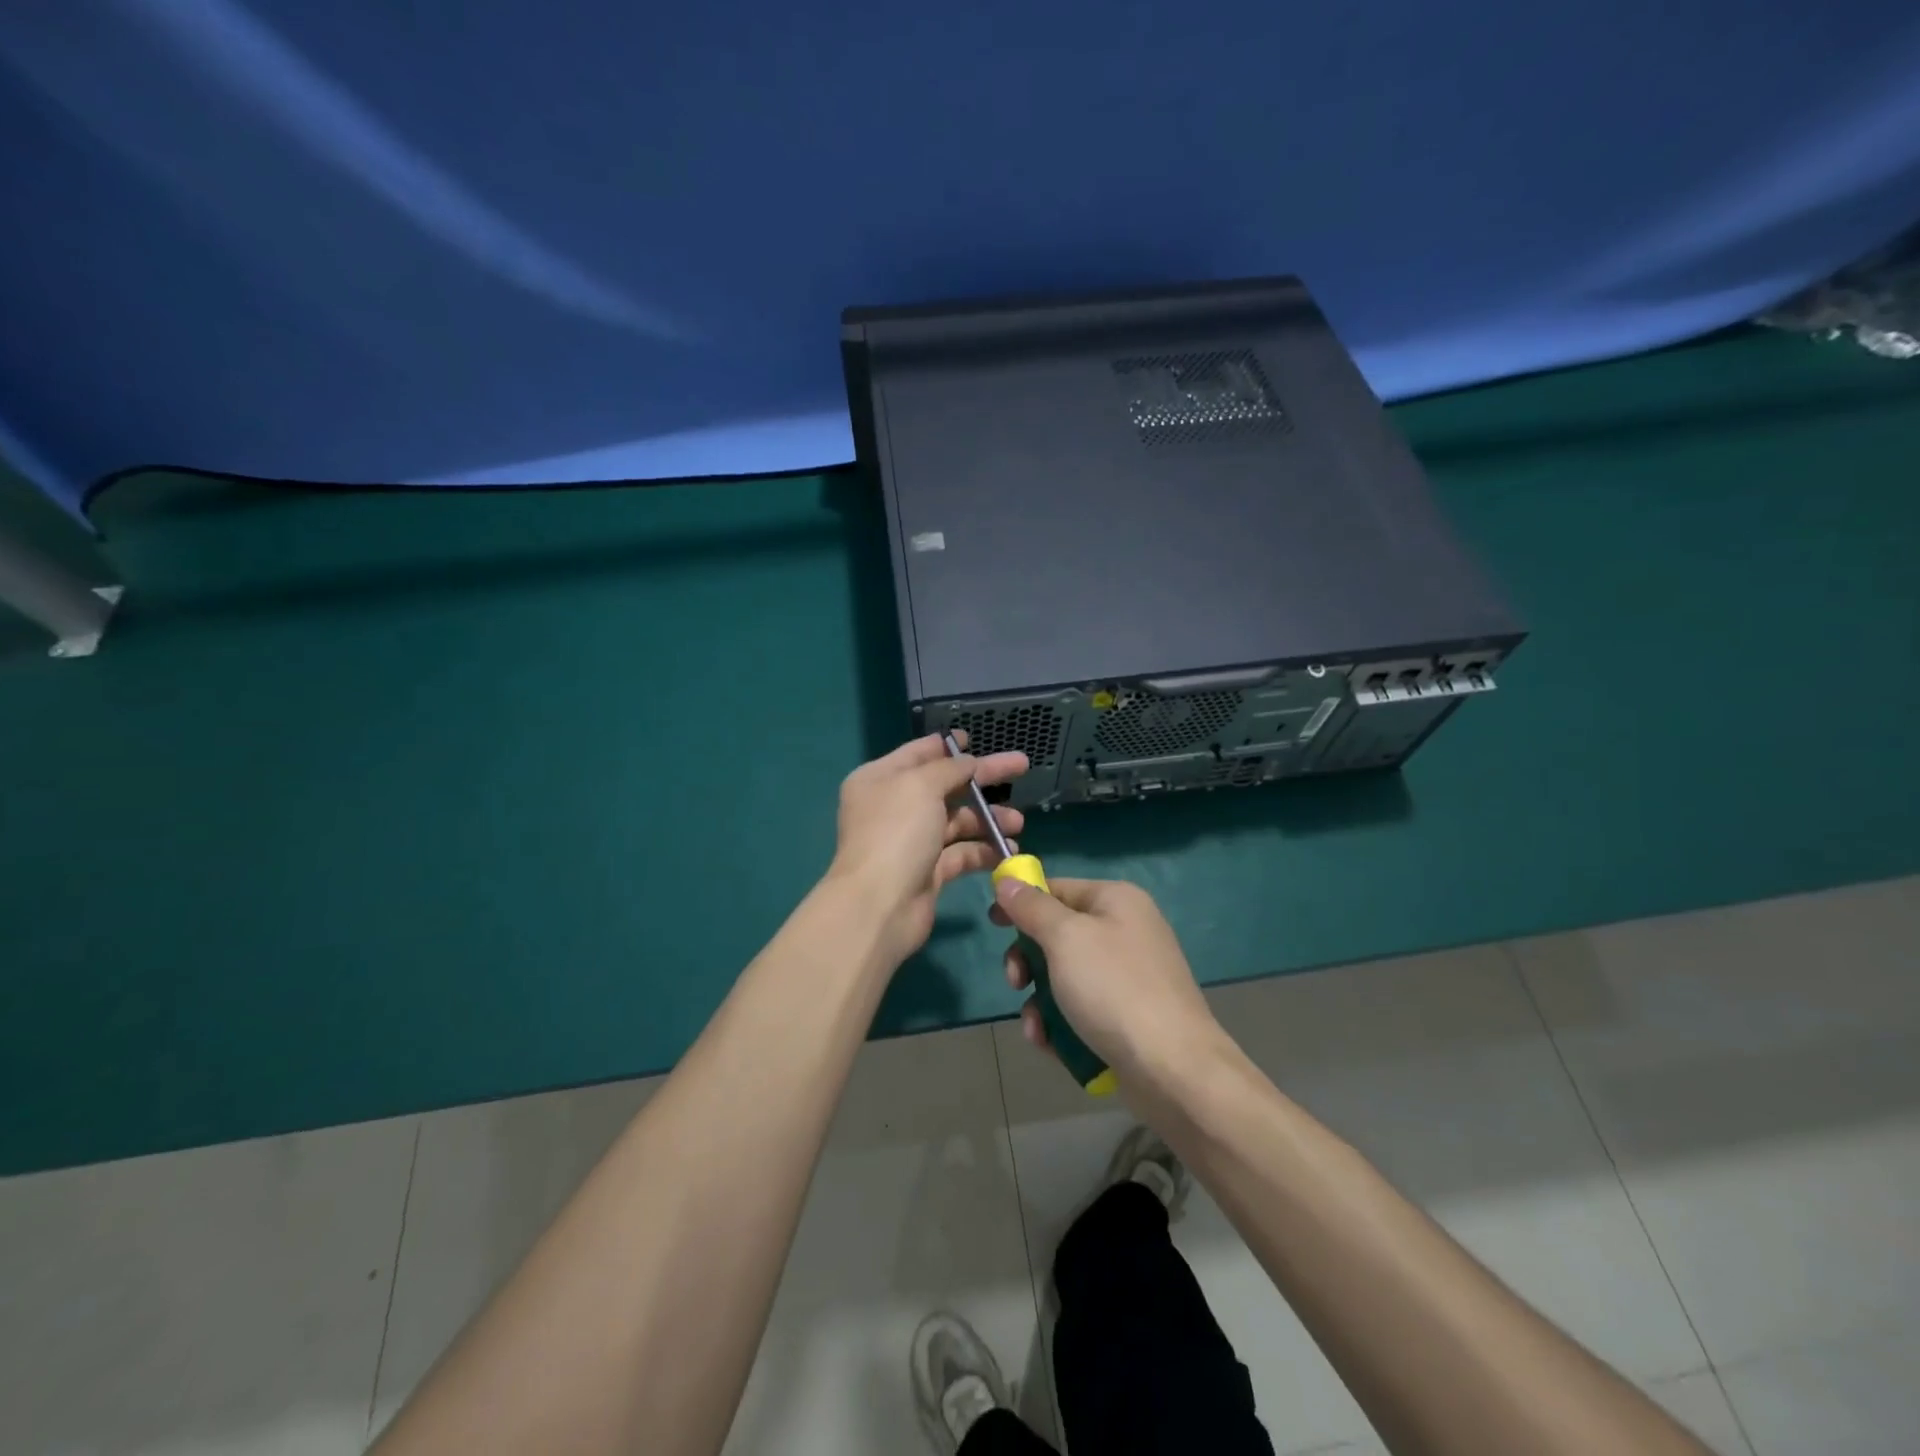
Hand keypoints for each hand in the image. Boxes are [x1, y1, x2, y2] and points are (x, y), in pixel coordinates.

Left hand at [827, 732, 1027, 968]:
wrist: (879, 906)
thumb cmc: (896, 833)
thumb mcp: (921, 786)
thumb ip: (950, 769)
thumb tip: (969, 762)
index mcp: (880, 779)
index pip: (919, 753)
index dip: (948, 746)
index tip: (976, 739)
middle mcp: (894, 807)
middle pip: (945, 785)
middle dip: (982, 779)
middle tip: (1020, 766)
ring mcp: (911, 841)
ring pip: (957, 821)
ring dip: (988, 818)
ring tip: (1018, 822)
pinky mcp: (928, 871)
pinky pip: (961, 853)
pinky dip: (984, 850)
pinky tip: (1009, 850)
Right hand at [992, 876, 1222, 1080]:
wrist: (1173, 1069)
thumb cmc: (1114, 989)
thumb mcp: (1065, 938)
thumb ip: (1032, 907)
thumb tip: (1006, 880)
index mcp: (1116, 900)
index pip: (1057, 888)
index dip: (1022, 902)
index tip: (992, 922)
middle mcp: (1125, 931)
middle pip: (1057, 934)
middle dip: (1028, 961)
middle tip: (1014, 981)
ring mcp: (1128, 976)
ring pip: (1064, 976)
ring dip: (1039, 1000)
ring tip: (1035, 1026)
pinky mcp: (1127, 1016)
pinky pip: (1081, 1008)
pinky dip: (1060, 1023)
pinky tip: (1050, 1044)